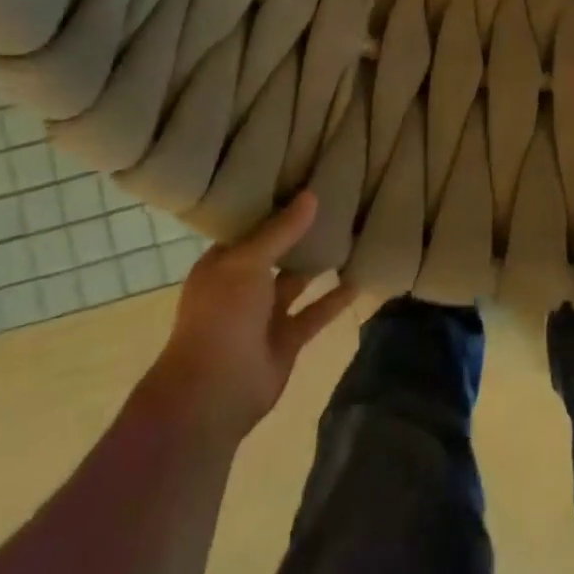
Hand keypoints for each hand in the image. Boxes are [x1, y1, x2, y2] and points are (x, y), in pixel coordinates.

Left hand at [145, 193, 357, 448]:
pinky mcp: (286, 339)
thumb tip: (311, 195)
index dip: (273, 205)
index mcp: (222, 263)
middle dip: (300, 231)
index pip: (249, 226)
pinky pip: (314, 313)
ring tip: (351, 233)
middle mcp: (242, 285)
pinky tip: (359, 279)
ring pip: (297, 280)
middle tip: (335, 199)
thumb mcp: (247, 262)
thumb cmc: (222, 316)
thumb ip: (281, 230)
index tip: (301, 179)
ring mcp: (264, 314)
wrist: (213, 393)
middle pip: (276, 251)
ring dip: (319, 263)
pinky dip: (334, 299)